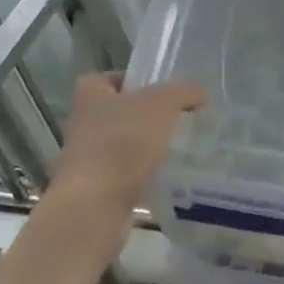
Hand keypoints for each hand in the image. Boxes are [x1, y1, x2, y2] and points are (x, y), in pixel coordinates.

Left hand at [42, 72, 205, 263]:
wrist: (95, 205)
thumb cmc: (123, 142)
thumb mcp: (162, 104)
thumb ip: (183, 92)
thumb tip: (198, 94)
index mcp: (90, 93)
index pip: (114, 77)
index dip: (139, 81)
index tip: (165, 92)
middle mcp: (84, 122)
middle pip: (122, 111)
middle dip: (148, 115)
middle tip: (179, 118)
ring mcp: (88, 157)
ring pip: (124, 143)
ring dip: (147, 146)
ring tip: (178, 147)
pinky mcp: (97, 187)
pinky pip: (127, 172)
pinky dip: (144, 173)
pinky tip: (166, 175)